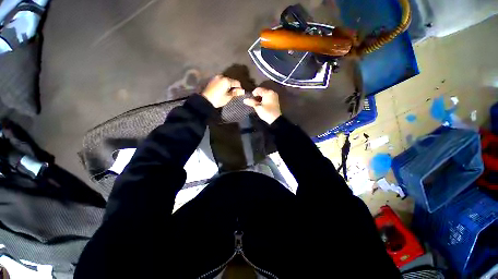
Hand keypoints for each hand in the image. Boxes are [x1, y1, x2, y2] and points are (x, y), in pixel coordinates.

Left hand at [201, 75, 243, 107]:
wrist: (205, 100)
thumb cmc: (218, 99)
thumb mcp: (228, 97)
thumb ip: (235, 93)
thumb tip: (242, 91)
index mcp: (226, 80)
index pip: (237, 83)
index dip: (239, 88)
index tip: (239, 94)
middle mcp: (221, 76)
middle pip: (231, 81)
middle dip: (233, 86)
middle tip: (233, 94)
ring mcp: (216, 78)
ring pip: (225, 81)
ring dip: (227, 85)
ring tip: (227, 92)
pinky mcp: (212, 80)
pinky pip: (220, 81)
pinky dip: (222, 85)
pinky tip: (221, 91)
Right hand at [243, 87, 281, 123]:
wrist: (275, 119)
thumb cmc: (266, 112)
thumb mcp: (257, 107)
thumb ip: (251, 102)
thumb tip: (245, 100)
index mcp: (268, 92)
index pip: (258, 89)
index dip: (253, 93)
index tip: (250, 99)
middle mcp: (272, 92)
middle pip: (262, 91)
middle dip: (257, 96)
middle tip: (253, 101)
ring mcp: (274, 96)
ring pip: (265, 94)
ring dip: (260, 98)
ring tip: (257, 103)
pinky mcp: (275, 101)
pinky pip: (268, 97)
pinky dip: (264, 99)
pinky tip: (262, 104)